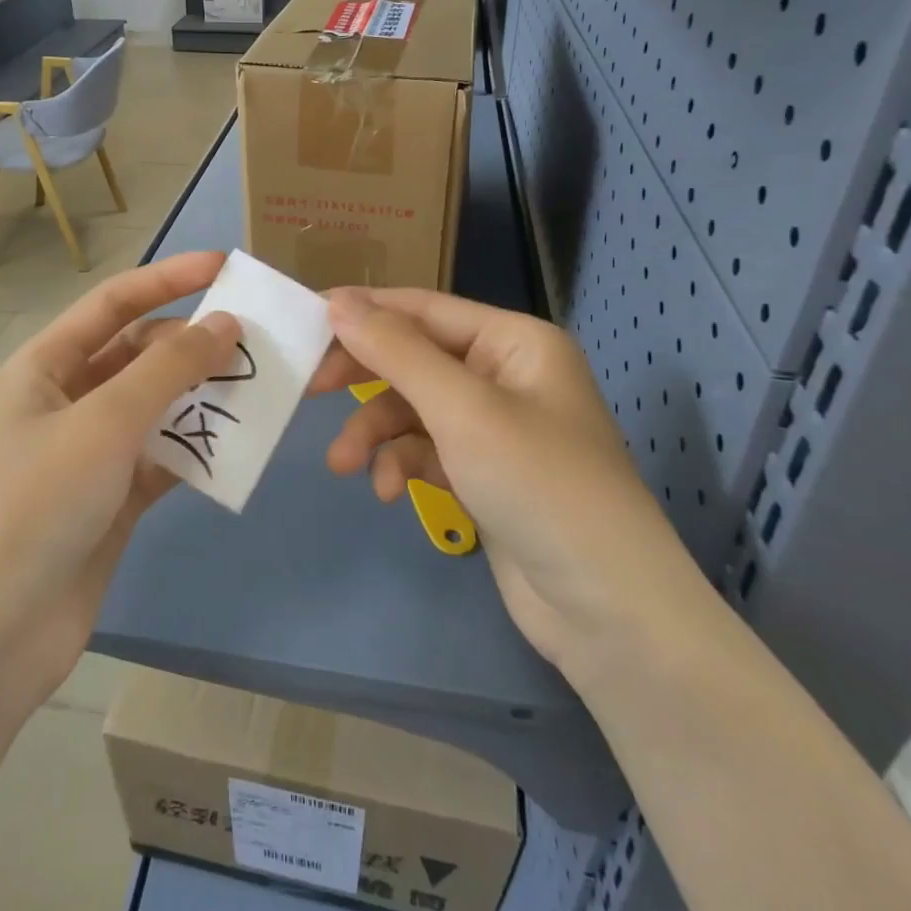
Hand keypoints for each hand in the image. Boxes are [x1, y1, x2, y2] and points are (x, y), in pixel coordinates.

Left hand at [0, 252, 239, 719]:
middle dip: (193, 343)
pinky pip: (164, 457)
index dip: (169, 278)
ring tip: (259, 388)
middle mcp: (67, 401)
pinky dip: (198, 449)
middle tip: (256, 340)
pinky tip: (237, 447)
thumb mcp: (104, 422)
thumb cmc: (35, 504)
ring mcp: (90, 453)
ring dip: (202, 397)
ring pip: (157, 406)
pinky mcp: (112, 500)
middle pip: (139, 354)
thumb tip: (225, 323)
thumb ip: (169, 368)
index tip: (227, 267)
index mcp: (45, 366)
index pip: (114, 303)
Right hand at [318, 288, 703, 673]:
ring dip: (377, 433)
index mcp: (514, 341)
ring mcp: (496, 426)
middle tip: (309, 391)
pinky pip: (428, 450)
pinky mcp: (485, 473)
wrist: (607, 608)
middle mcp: (506, 374)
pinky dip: (404, 464)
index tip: (304, 320)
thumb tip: (339, 302)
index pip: (423, 308)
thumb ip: (396, 352)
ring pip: (415, 409)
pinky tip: (390, 492)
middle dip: (365, 378)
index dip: (363, 311)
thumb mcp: (462, 409)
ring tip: (344, 466)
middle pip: (415, 358)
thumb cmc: (539, 484)